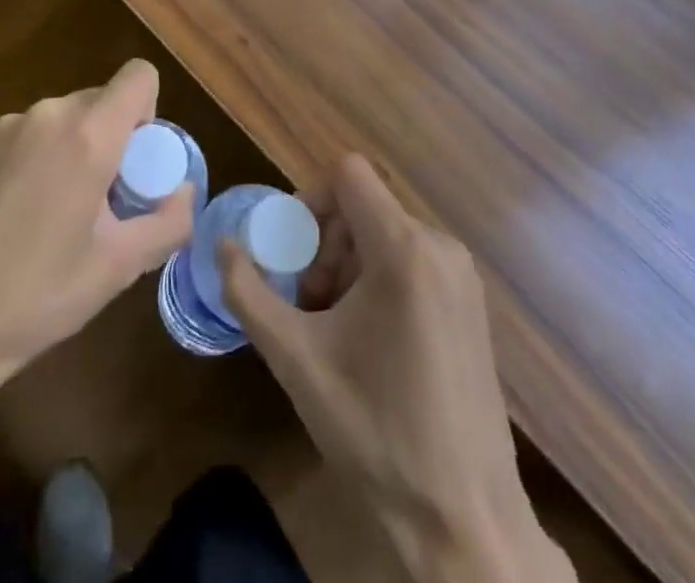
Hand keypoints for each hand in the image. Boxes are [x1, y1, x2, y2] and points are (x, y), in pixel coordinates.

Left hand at [0, 59, 192, 472]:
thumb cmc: (30, 298)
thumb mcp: (115, 269)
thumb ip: (167, 223)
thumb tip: (185, 193)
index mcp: (85, 133)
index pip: (138, 76)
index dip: (151, 113)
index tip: (140, 167)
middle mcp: (46, 116)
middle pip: (102, 103)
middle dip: (117, 143)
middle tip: (108, 209)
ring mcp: (4, 131)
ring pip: (66, 124)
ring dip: (79, 156)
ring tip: (62, 226)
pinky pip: (31, 141)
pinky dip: (43, 167)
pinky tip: (21, 229)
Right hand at [222, 155, 570, 582]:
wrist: (465, 520)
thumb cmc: (375, 431)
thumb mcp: (295, 359)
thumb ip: (248, 292)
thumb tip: (222, 245)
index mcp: (403, 249)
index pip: (347, 174)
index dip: (309, 199)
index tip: (291, 252)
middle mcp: (440, 246)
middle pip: (363, 207)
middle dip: (324, 244)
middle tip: (307, 302)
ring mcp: (462, 276)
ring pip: (386, 234)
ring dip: (348, 265)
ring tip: (333, 327)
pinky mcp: (471, 304)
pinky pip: (413, 259)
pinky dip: (379, 279)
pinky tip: (369, 341)